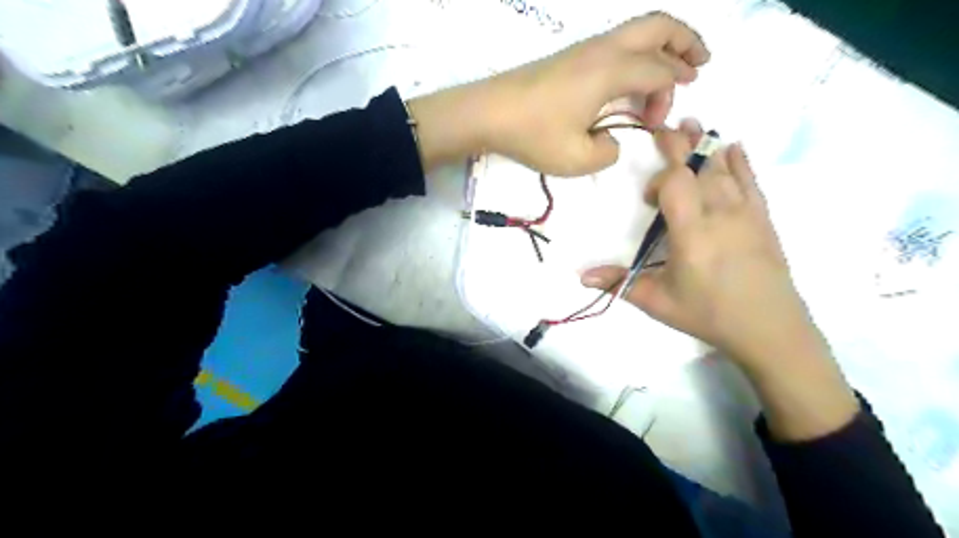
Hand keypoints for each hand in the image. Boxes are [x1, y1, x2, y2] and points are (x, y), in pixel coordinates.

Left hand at [409, 13, 705, 173]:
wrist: (488, 112)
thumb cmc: (533, 134)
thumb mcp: (576, 158)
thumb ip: (607, 151)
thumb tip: (612, 140)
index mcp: (611, 71)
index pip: (660, 71)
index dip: (670, 95)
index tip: (658, 123)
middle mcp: (603, 50)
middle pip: (658, 26)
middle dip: (686, 41)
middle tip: (701, 63)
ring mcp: (585, 48)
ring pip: (637, 30)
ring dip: (662, 45)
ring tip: (675, 67)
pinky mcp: (571, 56)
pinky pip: (617, 44)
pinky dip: (638, 54)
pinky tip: (633, 78)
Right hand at [586, 126, 824, 375]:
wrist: (770, 329)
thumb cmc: (708, 314)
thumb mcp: (657, 302)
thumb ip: (619, 284)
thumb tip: (580, 277)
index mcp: (692, 233)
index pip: (676, 184)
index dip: (660, 180)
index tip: (648, 199)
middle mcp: (720, 214)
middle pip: (700, 167)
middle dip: (681, 144)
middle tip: (666, 125)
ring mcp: (746, 213)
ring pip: (725, 169)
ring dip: (706, 145)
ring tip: (692, 123)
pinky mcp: (763, 218)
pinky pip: (752, 181)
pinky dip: (741, 161)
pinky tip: (733, 147)